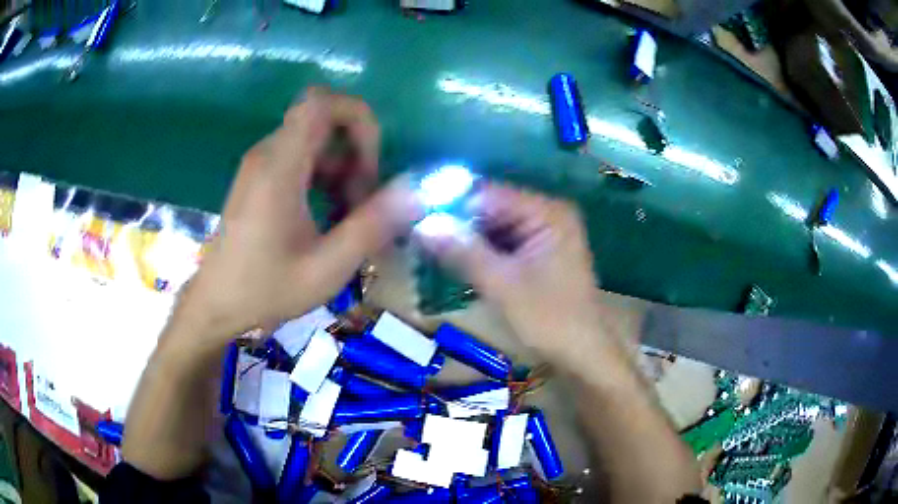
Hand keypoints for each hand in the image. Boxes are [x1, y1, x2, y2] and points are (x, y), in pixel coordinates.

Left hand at [169, 89, 421, 350]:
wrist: (216, 304)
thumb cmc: (265, 290)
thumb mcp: (326, 267)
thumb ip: (372, 226)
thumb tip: (416, 192)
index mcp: (279, 167)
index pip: (321, 102)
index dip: (357, 117)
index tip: (370, 163)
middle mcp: (268, 154)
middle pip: (323, 120)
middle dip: (356, 152)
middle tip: (363, 201)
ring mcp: (261, 165)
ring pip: (315, 140)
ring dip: (342, 168)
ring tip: (349, 216)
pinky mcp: (259, 178)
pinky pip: (301, 158)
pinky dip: (324, 177)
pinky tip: (329, 217)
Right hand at [417, 185, 607, 362]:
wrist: (582, 354)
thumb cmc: (549, 319)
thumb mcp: (502, 285)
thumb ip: (463, 251)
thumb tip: (422, 225)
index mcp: (547, 212)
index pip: (489, 194)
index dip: (451, 203)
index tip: (416, 217)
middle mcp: (548, 213)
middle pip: (491, 209)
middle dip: (457, 223)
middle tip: (419, 236)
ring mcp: (545, 232)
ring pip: (494, 227)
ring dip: (466, 239)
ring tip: (429, 249)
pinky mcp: (539, 252)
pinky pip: (502, 242)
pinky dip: (480, 252)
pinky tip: (455, 261)